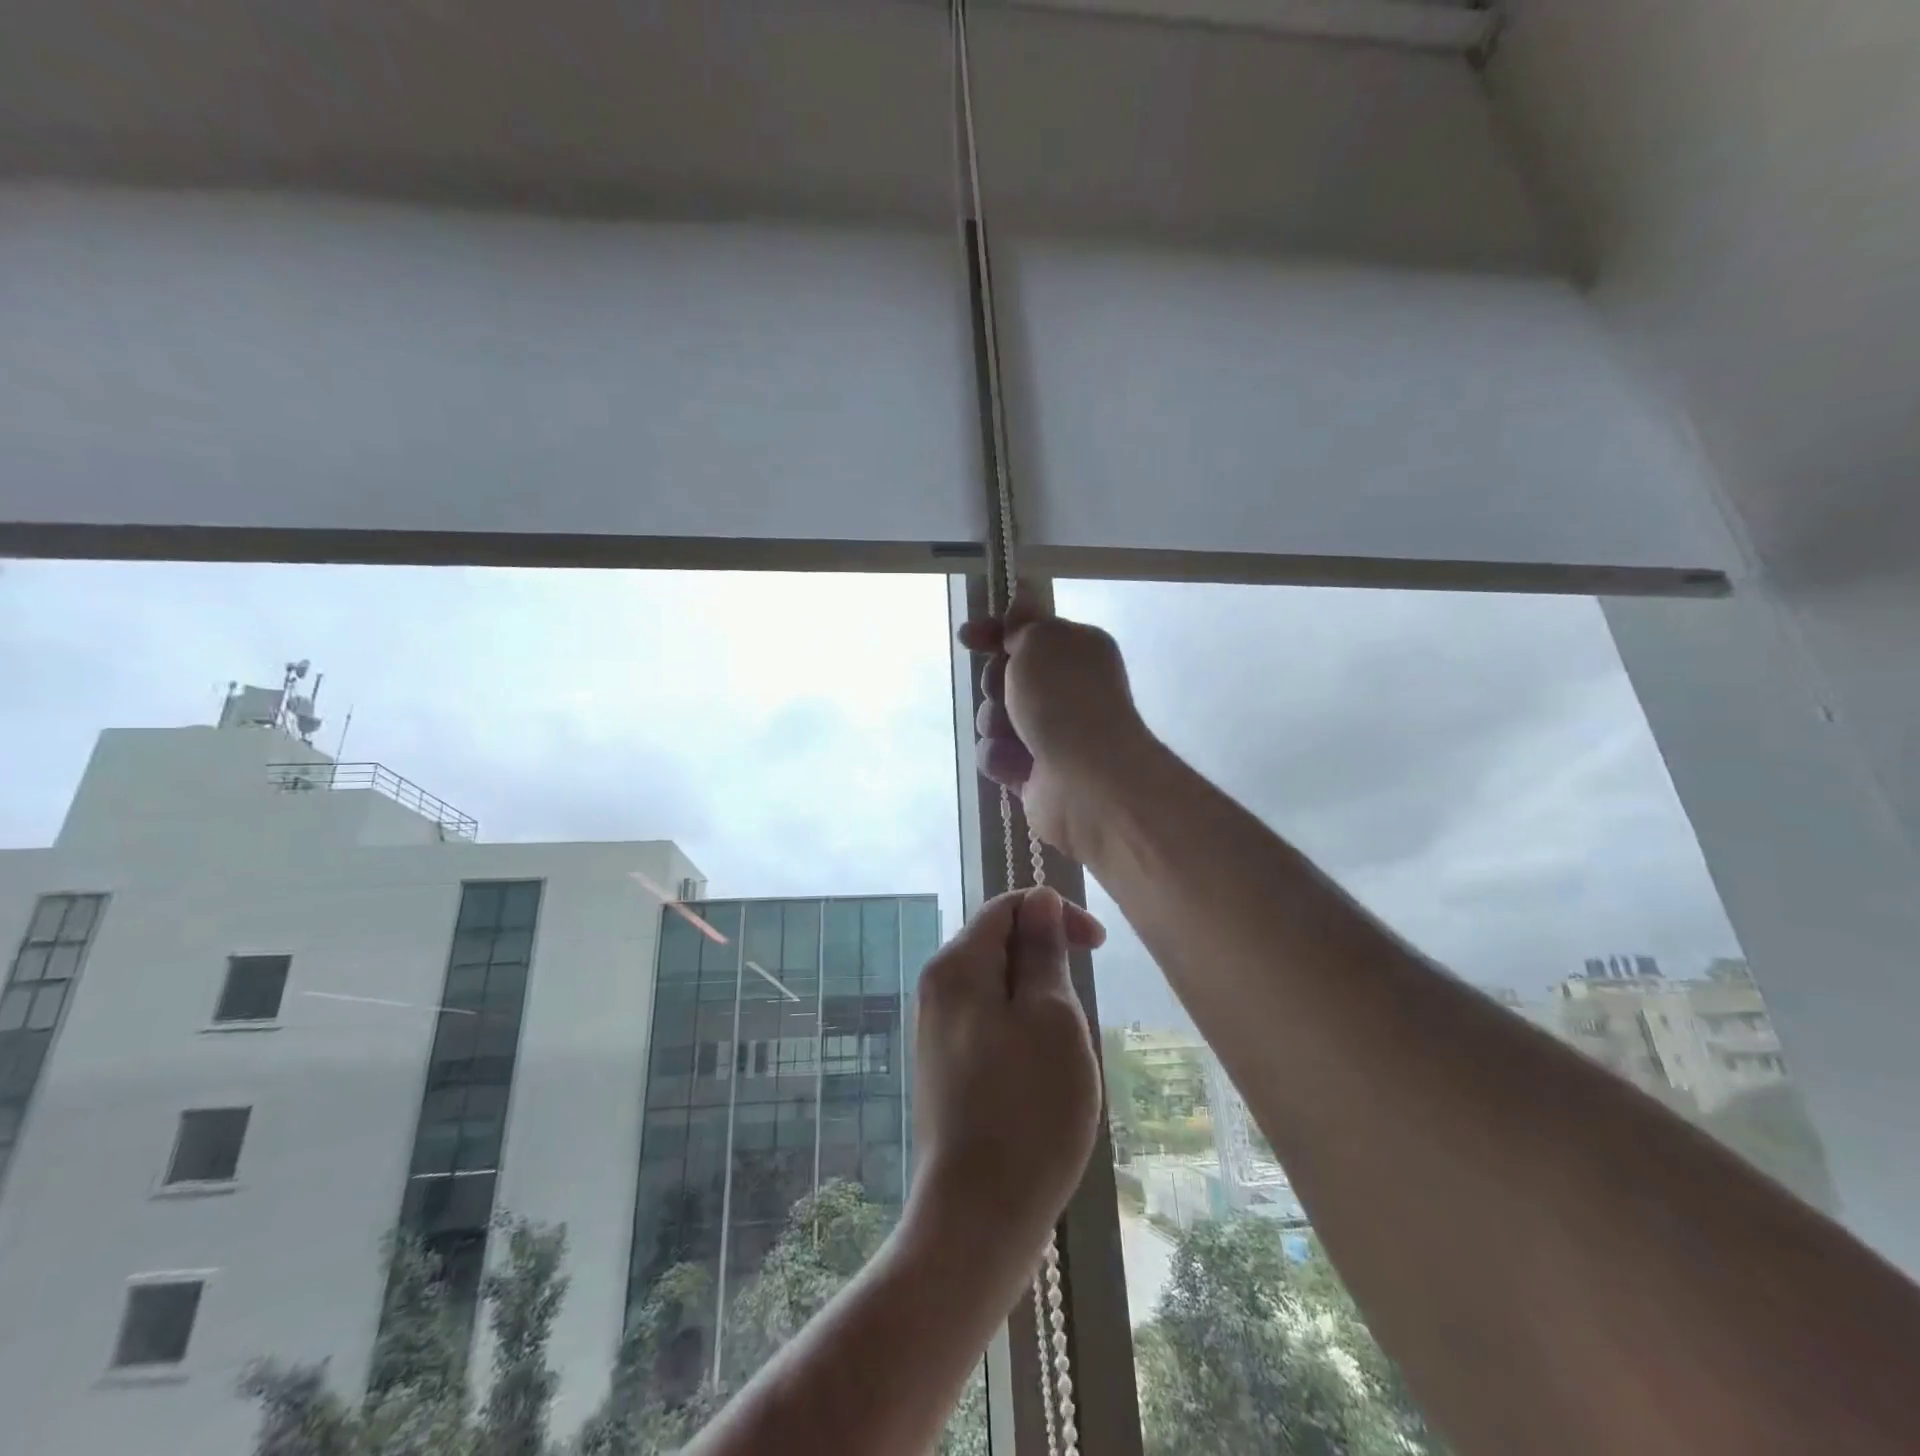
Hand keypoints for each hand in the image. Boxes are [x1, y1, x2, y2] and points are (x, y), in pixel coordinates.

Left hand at [909, 888, 1104, 1267]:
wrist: (979, 1215)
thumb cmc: (1028, 1109)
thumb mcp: (1052, 1017)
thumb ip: (1042, 951)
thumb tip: (1040, 901)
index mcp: (957, 965)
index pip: (1007, 907)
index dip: (1056, 914)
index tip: (1099, 946)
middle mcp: (937, 988)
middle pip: (999, 944)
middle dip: (1048, 960)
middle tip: (1083, 1009)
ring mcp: (937, 1030)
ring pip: (998, 987)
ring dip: (1039, 1000)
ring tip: (1066, 1049)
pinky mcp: (945, 1067)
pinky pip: (990, 1022)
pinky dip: (1023, 1029)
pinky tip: (1043, 1073)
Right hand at [959, 585, 1155, 861]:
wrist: (1087, 781)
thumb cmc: (1066, 699)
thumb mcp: (1042, 641)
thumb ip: (1025, 622)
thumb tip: (1023, 599)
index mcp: (1077, 651)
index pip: (1029, 632)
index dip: (995, 632)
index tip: (968, 637)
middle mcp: (1066, 690)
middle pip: (1004, 676)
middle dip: (995, 683)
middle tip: (1007, 691)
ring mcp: (1050, 733)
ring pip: (994, 717)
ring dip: (995, 723)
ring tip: (1016, 735)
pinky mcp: (1033, 772)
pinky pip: (996, 755)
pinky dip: (1001, 758)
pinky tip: (1018, 766)